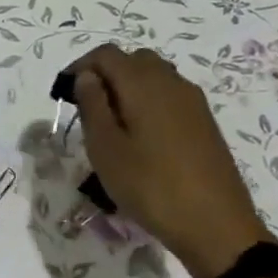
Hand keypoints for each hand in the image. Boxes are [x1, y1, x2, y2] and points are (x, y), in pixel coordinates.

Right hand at [68, 45, 272, 277]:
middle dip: (104, 75)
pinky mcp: (203, 122)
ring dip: (126, 89)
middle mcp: (171, 82)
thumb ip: (92, 105)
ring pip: (153, 77)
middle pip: (132, 60)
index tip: (62, 93)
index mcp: (143, 84)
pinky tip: (138, 137)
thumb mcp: (105, 149)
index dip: (79, 66)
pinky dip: (146, 103)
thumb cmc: (149, 186)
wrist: (214, 223)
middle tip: (84, 108)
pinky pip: (168, 96)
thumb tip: (87, 76)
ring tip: (109, 125)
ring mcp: (192, 101)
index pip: (106, 54)